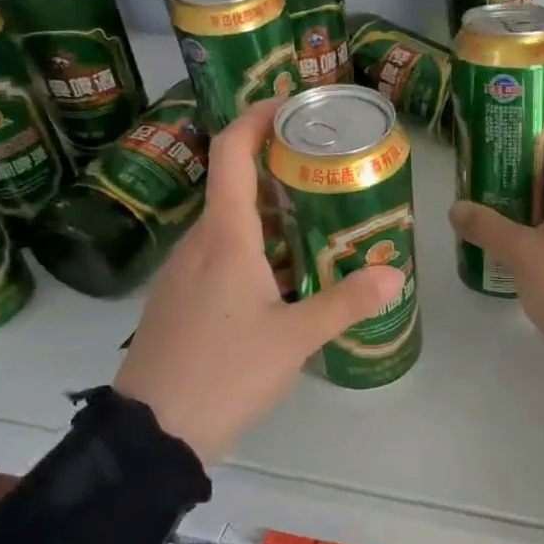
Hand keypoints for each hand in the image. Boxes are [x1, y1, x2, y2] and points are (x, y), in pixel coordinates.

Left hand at [114, 99, 404, 461]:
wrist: (149, 436)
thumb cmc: (223, 373)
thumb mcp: (294, 340)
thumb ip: (346, 303)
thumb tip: (394, 274)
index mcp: (224, 238)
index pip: (231, 154)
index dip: (257, 119)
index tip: (292, 106)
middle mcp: (198, 245)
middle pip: (236, 188)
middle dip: (281, 175)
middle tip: (330, 178)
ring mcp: (183, 274)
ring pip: (231, 228)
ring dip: (272, 220)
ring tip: (320, 230)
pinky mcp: (179, 302)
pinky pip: (220, 258)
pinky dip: (256, 253)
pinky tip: (286, 283)